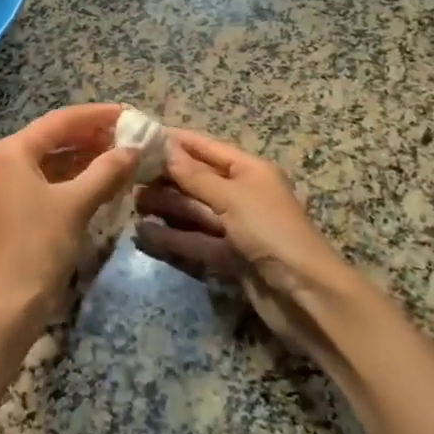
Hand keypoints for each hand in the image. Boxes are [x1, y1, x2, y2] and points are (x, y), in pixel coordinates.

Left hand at [0, 104, 138, 334]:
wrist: (9, 304)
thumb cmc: (39, 246)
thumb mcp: (76, 204)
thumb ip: (106, 171)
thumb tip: (134, 148)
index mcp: (12, 151)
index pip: (60, 120)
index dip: (96, 115)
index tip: (129, 113)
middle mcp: (5, 161)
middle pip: (54, 137)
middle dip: (92, 136)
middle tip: (128, 134)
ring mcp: (7, 185)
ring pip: (52, 160)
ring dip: (85, 157)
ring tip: (121, 155)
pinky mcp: (14, 208)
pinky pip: (48, 181)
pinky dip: (74, 178)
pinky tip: (101, 181)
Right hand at [134, 129, 356, 356]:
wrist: (307, 296)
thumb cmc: (272, 232)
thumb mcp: (232, 197)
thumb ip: (195, 176)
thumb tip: (165, 147)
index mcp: (249, 170)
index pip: (206, 148)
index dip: (175, 142)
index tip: (140, 137)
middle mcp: (242, 194)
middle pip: (197, 180)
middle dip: (165, 177)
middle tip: (126, 175)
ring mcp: (236, 228)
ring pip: (193, 211)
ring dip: (165, 207)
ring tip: (130, 204)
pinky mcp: (230, 258)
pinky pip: (196, 241)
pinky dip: (173, 238)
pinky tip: (144, 235)